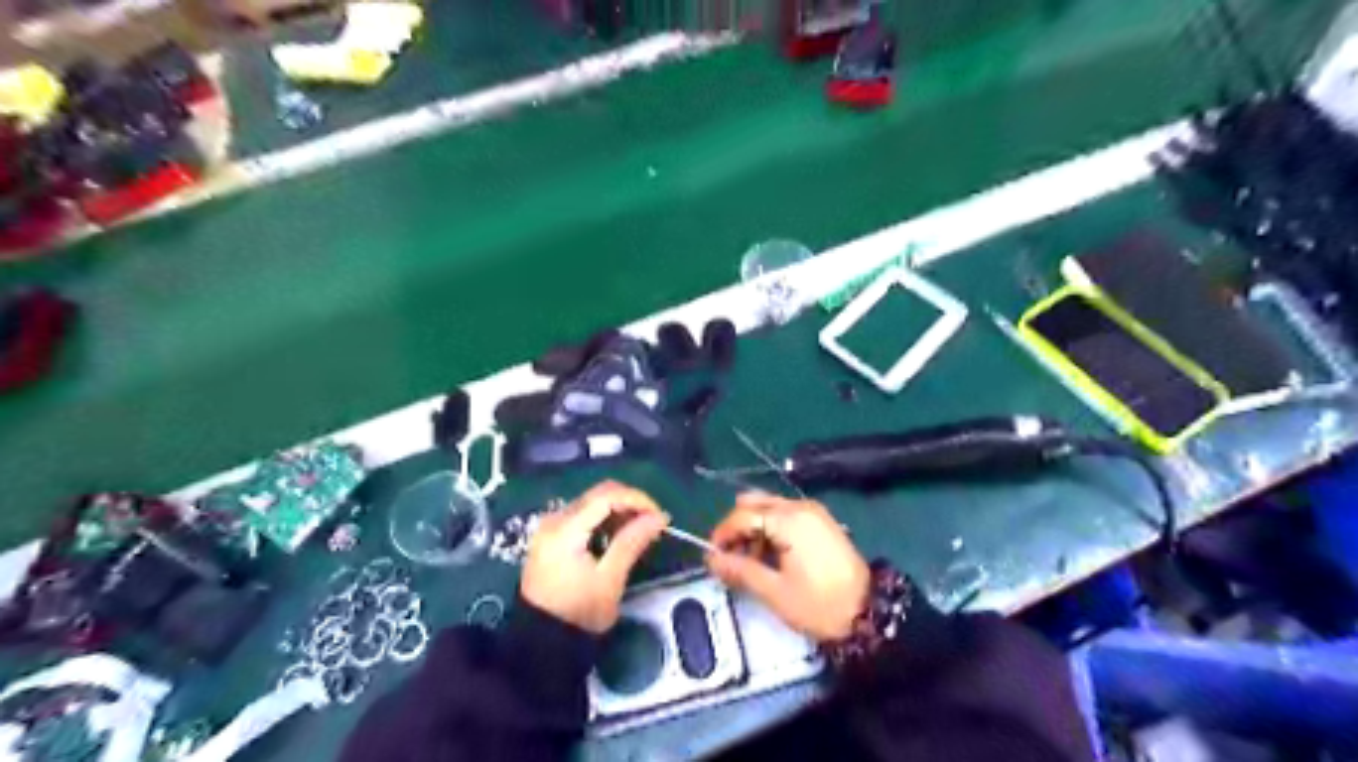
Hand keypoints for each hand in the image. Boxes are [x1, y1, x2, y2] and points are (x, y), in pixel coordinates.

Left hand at [521, 483, 665, 629]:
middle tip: (653, 522)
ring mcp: (550, 527)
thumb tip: (659, 517)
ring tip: (640, 530)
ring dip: (619, 510)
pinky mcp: (551, 537)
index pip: (606, 496)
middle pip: (598, 494)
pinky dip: (604, 519)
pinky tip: (619, 535)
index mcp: (565, 529)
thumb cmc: (578, 614)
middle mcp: (554, 520)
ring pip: (591, 502)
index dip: (637, 499)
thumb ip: (632, 542)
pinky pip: (583, 515)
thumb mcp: (610, 580)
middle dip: (630, 503)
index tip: (659, 515)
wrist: (541, 642)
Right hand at [705, 493, 861, 643]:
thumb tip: (711, 560)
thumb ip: (740, 570)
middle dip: (738, 527)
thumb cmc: (819, 604)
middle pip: (755, 503)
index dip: (722, 534)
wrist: (869, 614)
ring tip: (752, 563)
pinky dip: (772, 529)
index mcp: (788, 519)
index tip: (713, 557)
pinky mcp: (822, 522)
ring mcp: (814, 512)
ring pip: (770, 508)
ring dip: (755, 529)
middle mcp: (800, 506)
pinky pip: (787, 515)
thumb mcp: (774, 591)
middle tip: (732, 557)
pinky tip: (773, 557)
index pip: (742, 515)